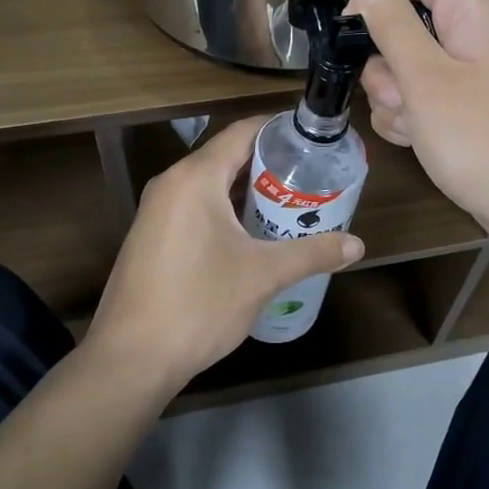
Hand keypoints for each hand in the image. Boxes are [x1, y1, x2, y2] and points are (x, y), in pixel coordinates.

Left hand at [83, 118, 363, 390]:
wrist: (131, 358)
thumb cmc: (199, 304)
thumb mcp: (263, 275)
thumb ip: (312, 253)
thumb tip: (358, 246)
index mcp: (195, 177)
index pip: (242, 132)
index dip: (278, 130)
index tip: (313, 138)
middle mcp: (171, 183)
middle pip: (227, 156)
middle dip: (270, 164)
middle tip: (312, 175)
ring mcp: (157, 210)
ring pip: (211, 184)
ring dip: (249, 190)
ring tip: (291, 203)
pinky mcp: (152, 236)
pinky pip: (196, 206)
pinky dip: (226, 209)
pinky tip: (253, 234)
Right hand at [348, 0, 488, 261]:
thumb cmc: (482, 138)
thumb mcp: (426, 79)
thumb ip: (394, 26)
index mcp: (473, 12)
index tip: (350, 32)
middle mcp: (473, 35)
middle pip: (406, 23)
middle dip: (386, 63)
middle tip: (399, 96)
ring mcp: (470, 75)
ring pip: (407, 67)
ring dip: (394, 98)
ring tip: (415, 127)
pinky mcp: (466, 109)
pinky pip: (422, 98)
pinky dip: (411, 119)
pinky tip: (419, 142)